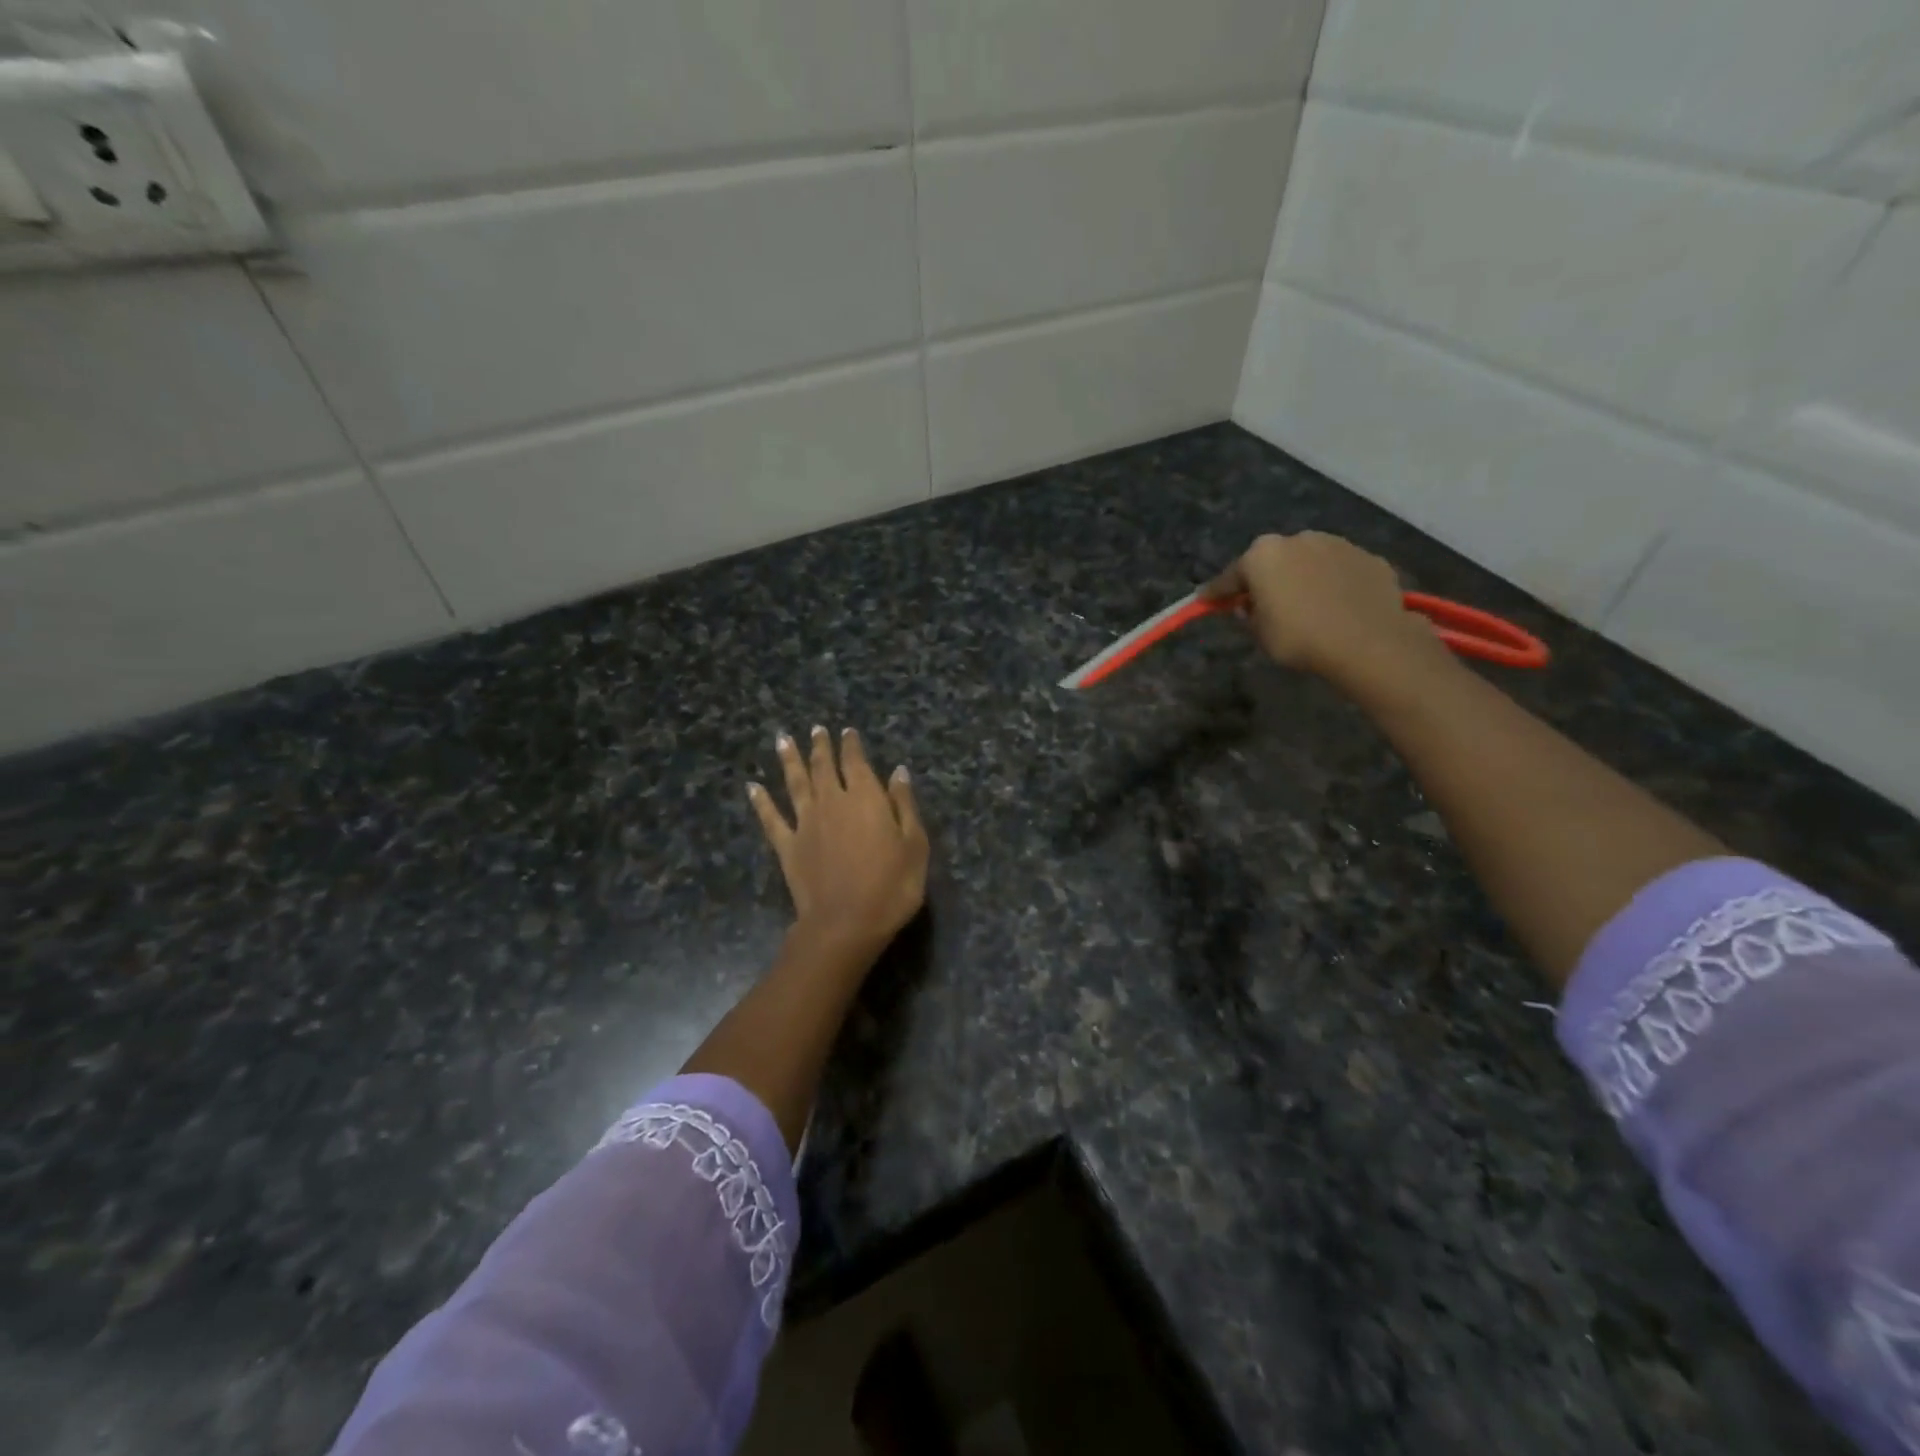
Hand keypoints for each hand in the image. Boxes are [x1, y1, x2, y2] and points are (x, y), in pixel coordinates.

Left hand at [749, 725, 928, 959]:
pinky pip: (771, 818)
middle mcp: (832, 802)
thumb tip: (898, 772)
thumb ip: (904, 805)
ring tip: (782, 740)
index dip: (851, 745)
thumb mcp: (915, 845)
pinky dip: (761, 802)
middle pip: (823, 767)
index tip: (847, 731)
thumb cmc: (891, 886)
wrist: (845, 924)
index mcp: (865, 798)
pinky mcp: (787, 846)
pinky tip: (752, 787)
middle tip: (815, 729)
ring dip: (789, 760)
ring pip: (795, 783)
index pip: (856, 762)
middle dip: (820, 746)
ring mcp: (805, 823)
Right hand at [1202, 532, 1450, 694]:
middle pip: (1272, 561)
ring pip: (1309, 561)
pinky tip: (1338, 607)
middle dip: (1266, 580)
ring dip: (1302, 578)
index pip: (1230, 577)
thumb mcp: (1260, 634)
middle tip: (1263, 605)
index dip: (1216, 593)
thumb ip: (1248, 615)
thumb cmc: (1300, 638)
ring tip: (1307, 606)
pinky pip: (1340, 572)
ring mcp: (1337, 544)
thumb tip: (1249, 605)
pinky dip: (1334, 584)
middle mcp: (1298, 539)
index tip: (1204, 601)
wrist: (1368, 642)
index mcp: (1262, 555)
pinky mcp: (1369, 558)